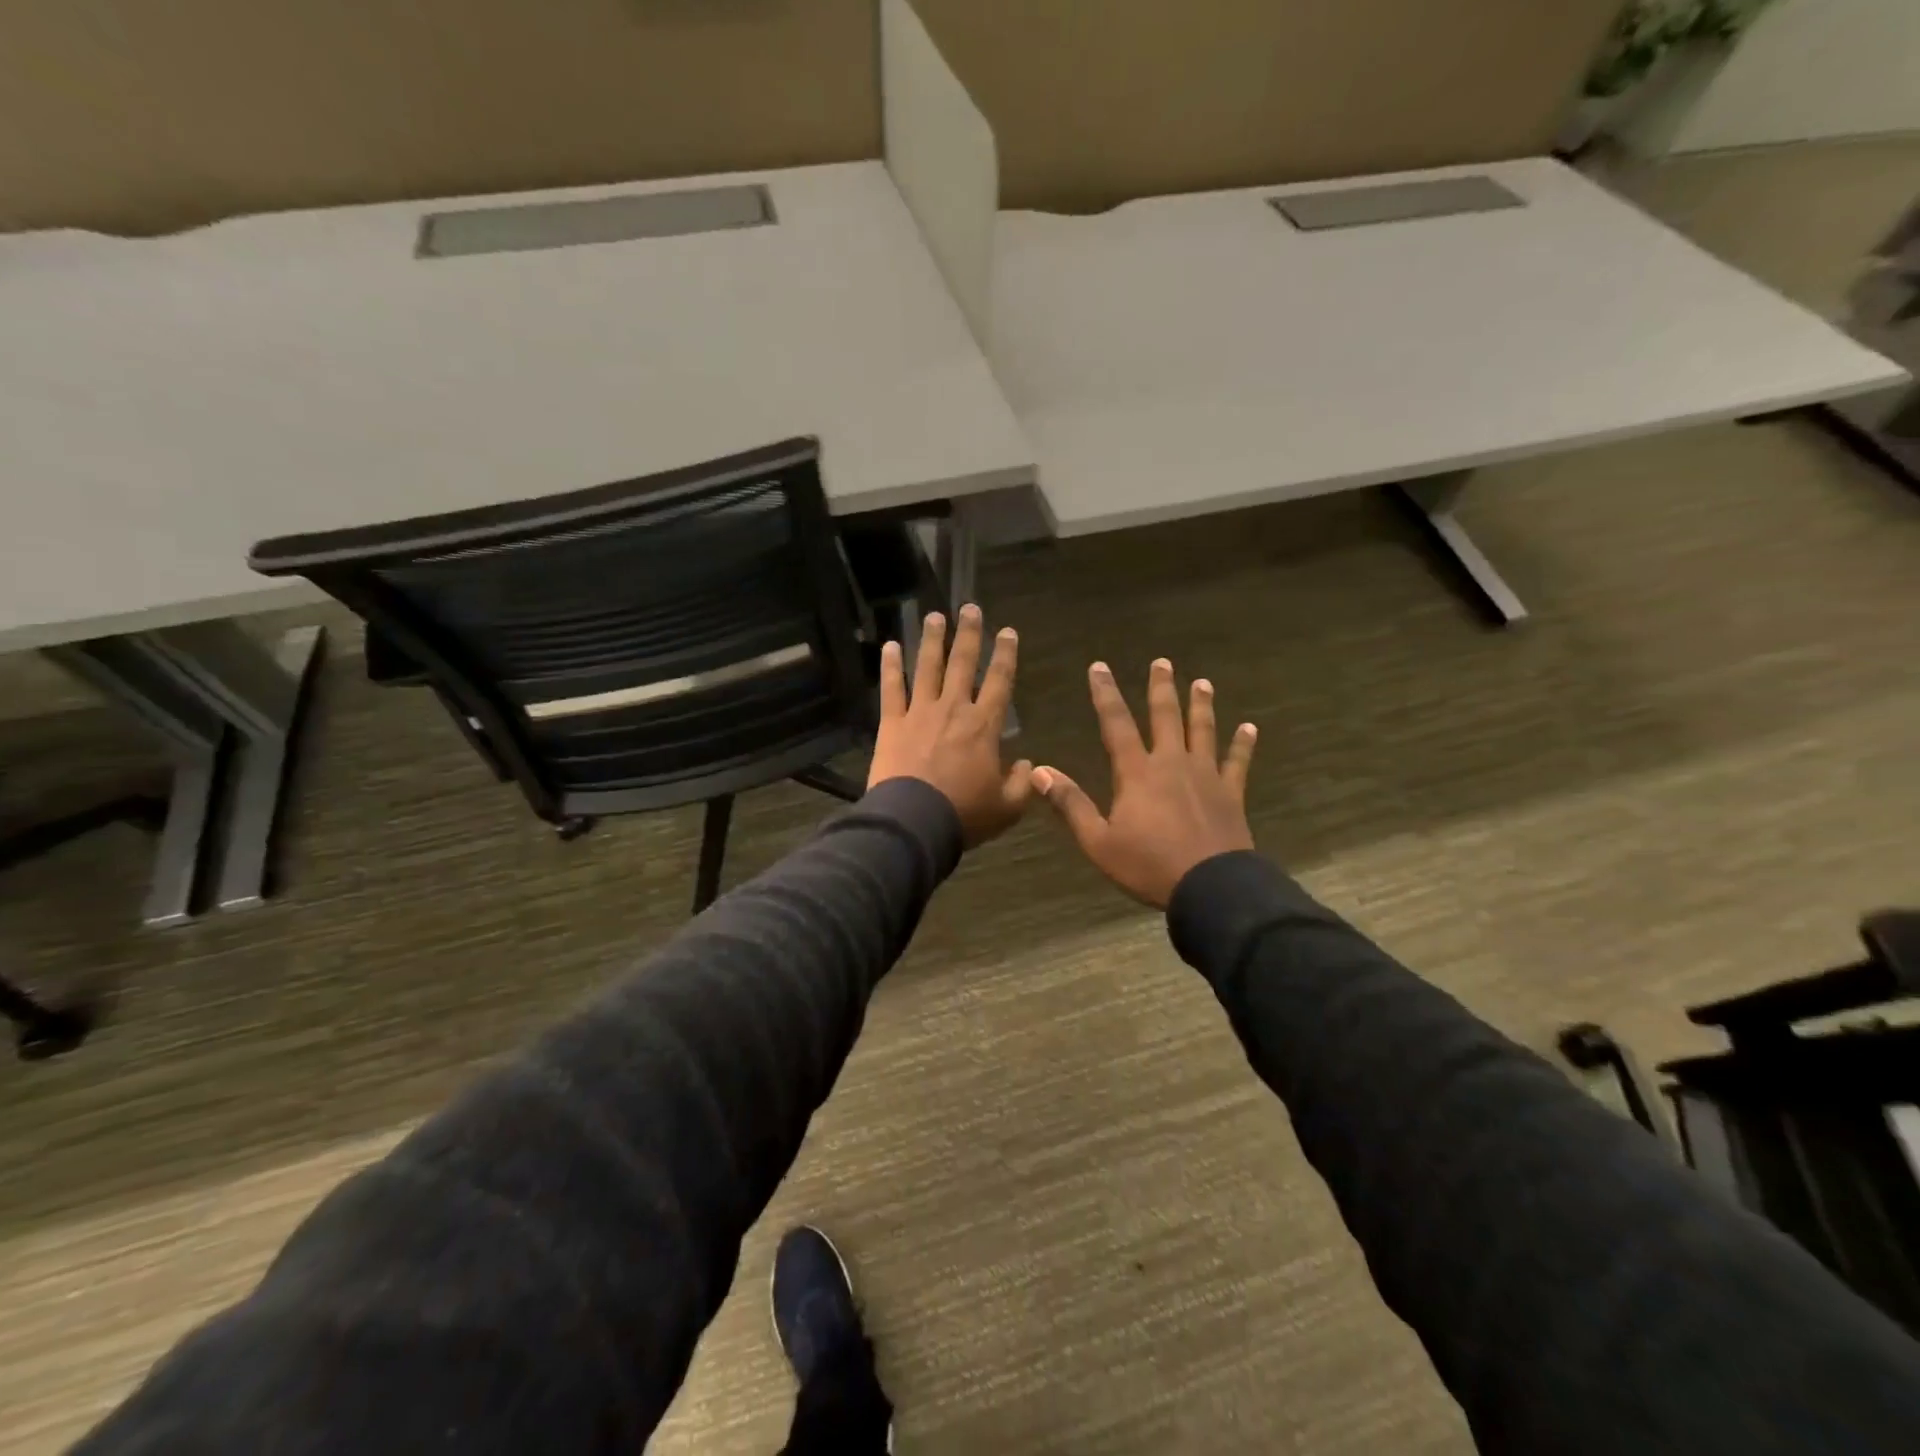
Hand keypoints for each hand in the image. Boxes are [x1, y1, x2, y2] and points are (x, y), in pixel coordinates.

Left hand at [868, 605, 1033, 846]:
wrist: (914, 822)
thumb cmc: (964, 815)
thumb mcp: (1007, 807)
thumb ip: (1022, 784)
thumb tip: (1029, 764)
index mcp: (983, 725)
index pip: (999, 681)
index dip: (1005, 655)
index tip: (1007, 632)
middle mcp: (953, 709)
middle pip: (962, 663)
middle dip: (969, 634)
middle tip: (970, 608)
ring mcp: (920, 712)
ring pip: (927, 667)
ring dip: (932, 640)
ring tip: (935, 616)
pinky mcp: (892, 722)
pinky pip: (891, 688)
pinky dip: (890, 666)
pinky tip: (889, 645)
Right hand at [1033, 659, 1256, 907]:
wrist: (1211, 887)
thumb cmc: (1149, 865)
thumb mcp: (1099, 841)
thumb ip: (1070, 804)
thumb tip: (1040, 771)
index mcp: (1137, 773)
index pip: (1116, 724)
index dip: (1105, 694)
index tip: (1099, 666)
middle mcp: (1172, 763)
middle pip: (1166, 717)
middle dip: (1161, 688)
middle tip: (1162, 662)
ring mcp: (1205, 775)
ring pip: (1203, 730)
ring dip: (1201, 705)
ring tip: (1202, 683)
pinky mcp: (1230, 793)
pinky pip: (1237, 762)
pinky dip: (1243, 744)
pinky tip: (1250, 728)